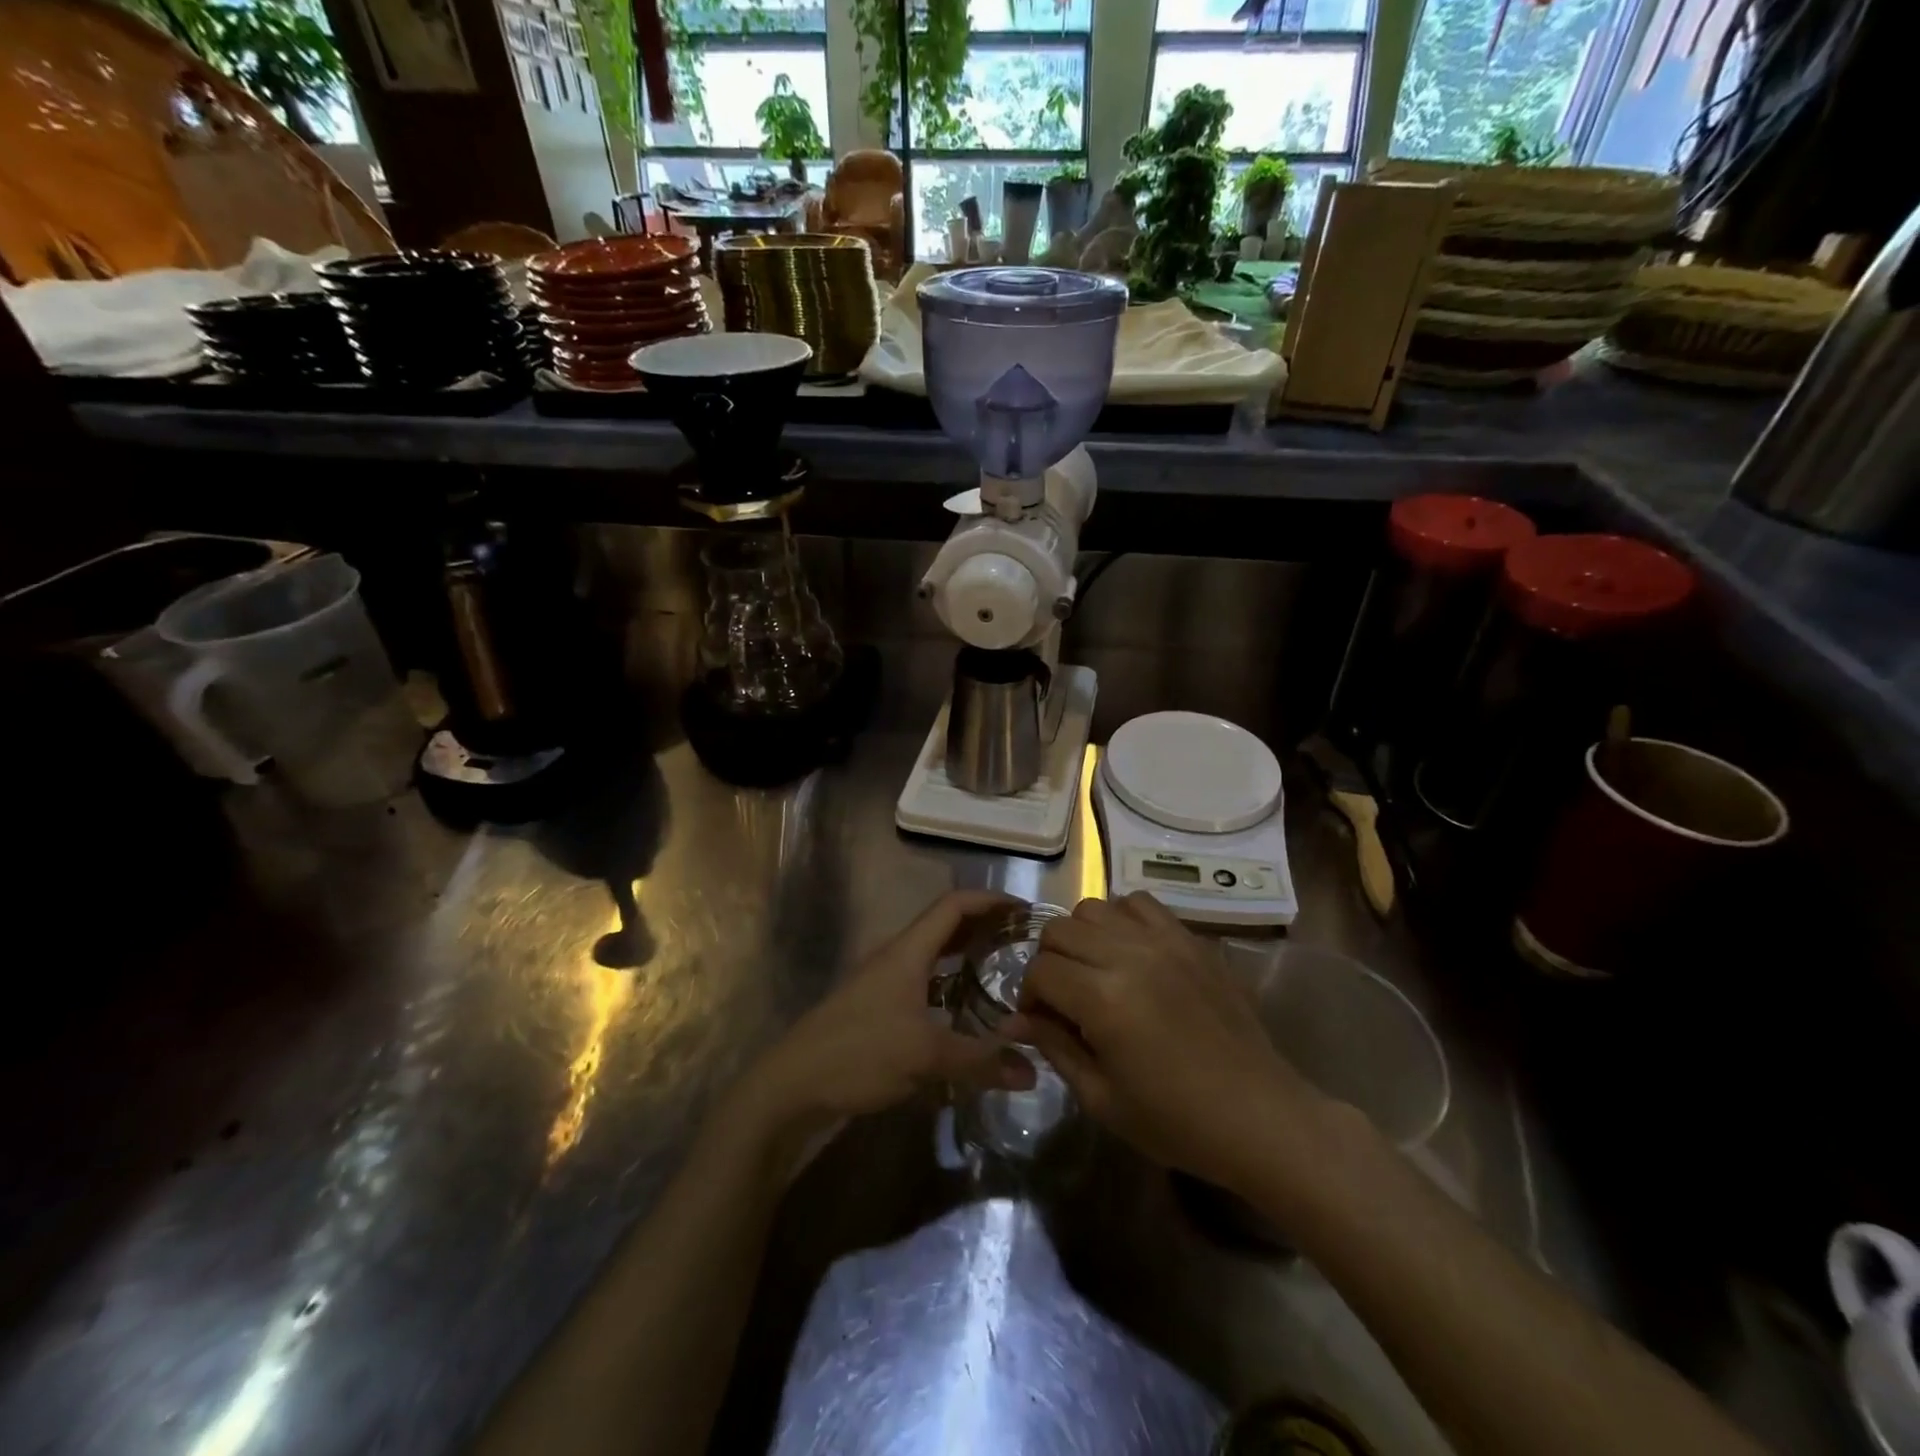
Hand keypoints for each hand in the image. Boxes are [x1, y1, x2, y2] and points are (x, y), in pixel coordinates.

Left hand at [715, 890, 1036, 1179]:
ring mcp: (884, 984)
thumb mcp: (925, 1057)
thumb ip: (980, 1061)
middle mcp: (896, 958)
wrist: (790, 1087)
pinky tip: (966, 1013)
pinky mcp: (877, 1011)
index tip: (1025, 911)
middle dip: (983, 927)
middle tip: (1022, 942)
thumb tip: (1032, 1071)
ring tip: (1002, 971)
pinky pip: (923, 985)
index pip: (953, 905)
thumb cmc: (858, 1054)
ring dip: (966, 956)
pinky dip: (949, 987)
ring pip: (933, 957)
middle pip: (945, 927)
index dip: (990, 901)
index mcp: (907, 951)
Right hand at [1012, 892, 1329, 1196]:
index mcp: (1104, 998)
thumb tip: (1014, 1021)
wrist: (1261, 1117)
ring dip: (1083, 936)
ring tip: (1096, 971)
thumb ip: (1054, 1047)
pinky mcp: (1192, 939)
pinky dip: (1123, 919)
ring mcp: (1165, 941)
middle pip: (1060, 929)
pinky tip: (1131, 953)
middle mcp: (1130, 955)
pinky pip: (1141, 903)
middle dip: (1049, 962)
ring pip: (1095, 907)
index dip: (1030, 998)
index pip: (1040, 970)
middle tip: (1064, 999)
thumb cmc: (1177, 1122)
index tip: (1040, 1023)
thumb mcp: (1102, 1098)